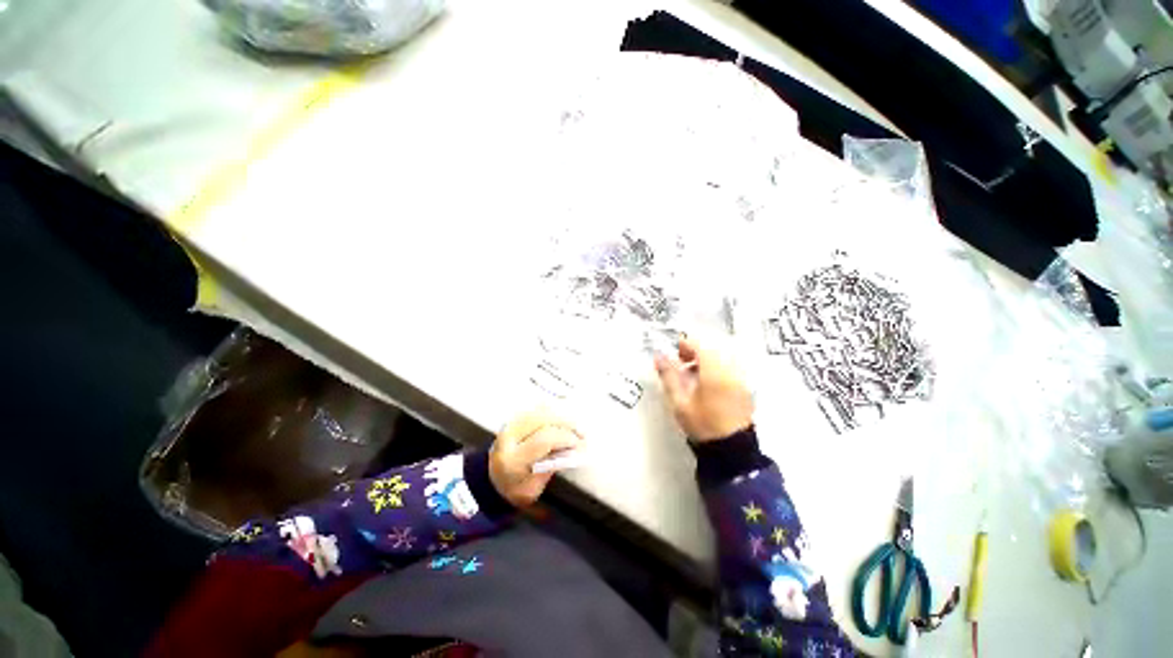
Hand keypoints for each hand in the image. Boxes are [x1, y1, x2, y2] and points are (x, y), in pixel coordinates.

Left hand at [490, 410, 583, 507]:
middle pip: (543, 420)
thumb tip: (572, 450)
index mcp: (513, 460)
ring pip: (539, 411)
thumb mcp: (533, 489)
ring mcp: (509, 425)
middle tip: (581, 432)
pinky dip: (552, 411)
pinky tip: (562, 418)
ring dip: (561, 415)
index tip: (579, 443)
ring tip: (575, 425)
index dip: (565, 438)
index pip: (543, 440)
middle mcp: (509, 438)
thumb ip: (551, 468)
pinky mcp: (513, 419)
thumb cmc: (515, 489)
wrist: (490, 480)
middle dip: (566, 423)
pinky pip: (535, 409)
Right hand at [654, 338, 752, 441]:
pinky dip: (716, 369)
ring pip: (721, 359)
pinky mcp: (745, 388)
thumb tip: (658, 356)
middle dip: (694, 353)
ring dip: (705, 361)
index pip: (700, 346)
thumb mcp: (679, 402)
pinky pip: (729, 369)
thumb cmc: (702, 424)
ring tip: (691, 375)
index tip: (674, 351)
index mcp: (714, 372)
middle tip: (680, 363)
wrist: (731, 450)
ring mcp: (740, 379)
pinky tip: (706, 384)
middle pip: (712, 350)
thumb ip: (668, 376)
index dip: (685, 345)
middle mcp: (731, 371)